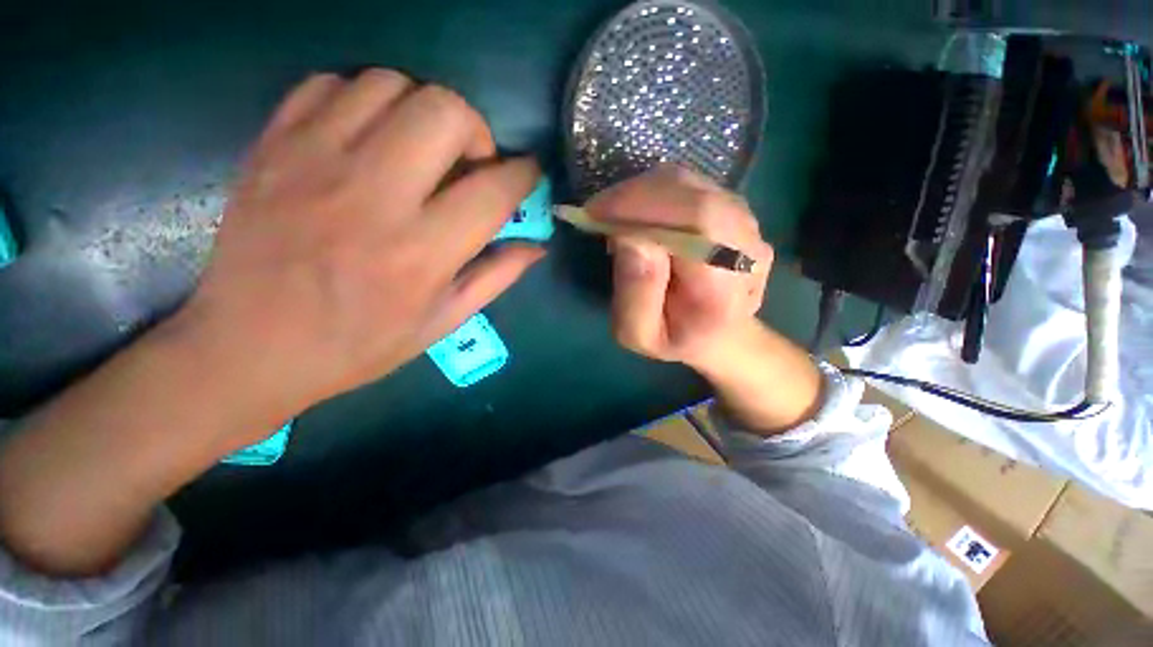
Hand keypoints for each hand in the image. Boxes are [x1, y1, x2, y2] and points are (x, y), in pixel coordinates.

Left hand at [172, 69, 542, 431]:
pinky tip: (369, 138)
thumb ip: (496, 277)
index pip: (494, 190)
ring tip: (420, 149)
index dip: (524, 175)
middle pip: (445, 112)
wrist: (249, 347)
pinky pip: (331, 84)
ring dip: (422, 110)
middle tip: (469, 162)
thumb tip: (537, 245)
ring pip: (390, 84)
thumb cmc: (359, 344)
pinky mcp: (273, 145)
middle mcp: (373, 196)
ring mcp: (314, 161)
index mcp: (421, 252)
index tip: (528, 174)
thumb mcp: (443, 321)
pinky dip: (364, 100)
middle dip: (476, 130)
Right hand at [588, 166, 772, 371]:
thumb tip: (628, 236)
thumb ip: (635, 292)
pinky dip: (655, 192)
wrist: (719, 334)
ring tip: (616, 218)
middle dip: (636, 196)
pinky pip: (690, 187)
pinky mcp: (736, 211)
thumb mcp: (639, 333)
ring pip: (690, 185)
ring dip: (643, 193)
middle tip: (598, 212)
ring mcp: (747, 225)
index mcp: (724, 288)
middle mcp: (747, 248)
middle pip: (694, 196)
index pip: (698, 222)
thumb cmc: (675, 339)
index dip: (644, 206)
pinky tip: (638, 216)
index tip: (596, 213)